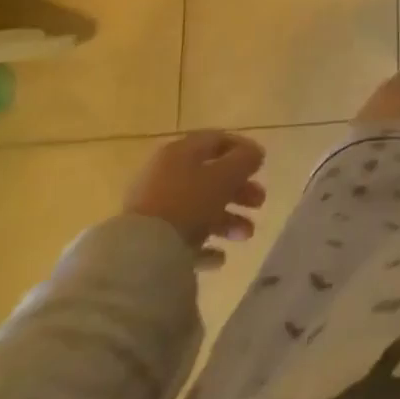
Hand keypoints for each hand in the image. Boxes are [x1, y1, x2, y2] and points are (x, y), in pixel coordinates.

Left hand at [123, 131, 266, 250]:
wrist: (139, 257)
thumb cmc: (187, 203)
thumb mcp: (224, 175)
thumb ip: (245, 160)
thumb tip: (255, 153)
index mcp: (180, 152)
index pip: (217, 140)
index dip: (242, 149)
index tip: (261, 165)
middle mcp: (165, 175)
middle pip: (210, 177)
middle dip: (239, 190)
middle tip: (259, 202)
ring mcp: (155, 209)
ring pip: (199, 208)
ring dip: (228, 219)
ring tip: (246, 235)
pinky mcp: (149, 241)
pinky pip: (183, 237)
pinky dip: (205, 244)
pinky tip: (220, 258)